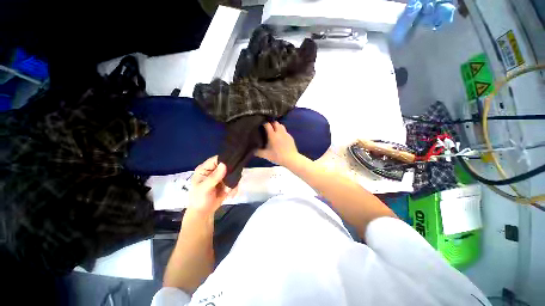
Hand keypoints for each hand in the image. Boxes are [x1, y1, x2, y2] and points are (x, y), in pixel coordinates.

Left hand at [189, 156, 237, 214]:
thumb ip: (214, 177)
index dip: (225, 160)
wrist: (203, 212)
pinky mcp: (227, 182)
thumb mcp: (204, 188)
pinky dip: (234, 188)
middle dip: (231, 174)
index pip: (217, 159)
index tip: (233, 165)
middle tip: (230, 183)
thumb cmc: (199, 199)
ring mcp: (222, 176)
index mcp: (205, 168)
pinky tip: (230, 194)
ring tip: (228, 191)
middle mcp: (214, 170)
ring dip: (233, 183)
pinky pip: (235, 181)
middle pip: (228, 165)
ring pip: (233, 173)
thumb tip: (224, 164)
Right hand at [256, 122, 299, 166]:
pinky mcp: (291, 137)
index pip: (267, 124)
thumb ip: (258, 152)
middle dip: (271, 123)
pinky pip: (285, 131)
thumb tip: (253, 151)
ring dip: (278, 126)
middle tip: (268, 128)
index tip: (261, 125)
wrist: (291, 159)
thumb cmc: (277, 156)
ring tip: (275, 131)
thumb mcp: (266, 155)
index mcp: (273, 135)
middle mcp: (280, 132)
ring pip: (281, 126)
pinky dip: (282, 132)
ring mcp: (286, 134)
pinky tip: (281, 138)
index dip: (264, 123)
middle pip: (275, 123)